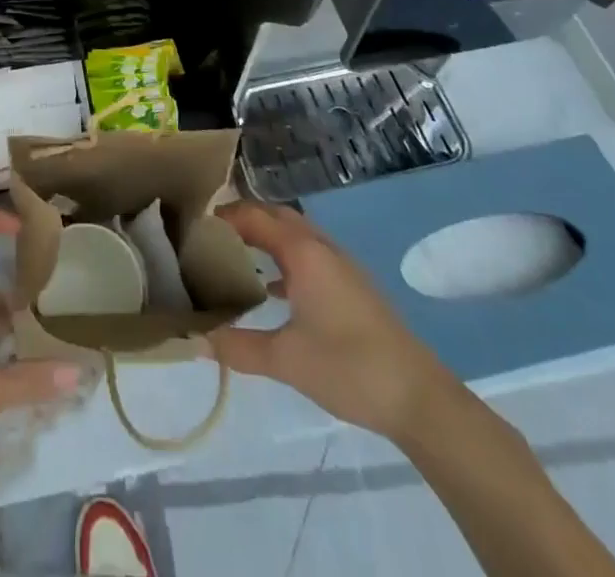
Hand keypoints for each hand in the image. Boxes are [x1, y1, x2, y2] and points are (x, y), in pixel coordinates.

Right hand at [209, 200, 457, 440]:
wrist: (419, 399)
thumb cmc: (348, 367)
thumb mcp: (286, 360)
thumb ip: (238, 346)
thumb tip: (195, 340)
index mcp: (304, 252)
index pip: (255, 216)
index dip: (225, 215)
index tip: (194, 223)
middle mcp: (322, 248)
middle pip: (277, 216)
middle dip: (245, 218)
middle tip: (211, 234)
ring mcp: (342, 267)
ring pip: (296, 235)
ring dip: (267, 236)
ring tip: (235, 255)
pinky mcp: (353, 287)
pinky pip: (310, 255)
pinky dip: (286, 258)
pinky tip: (273, 289)